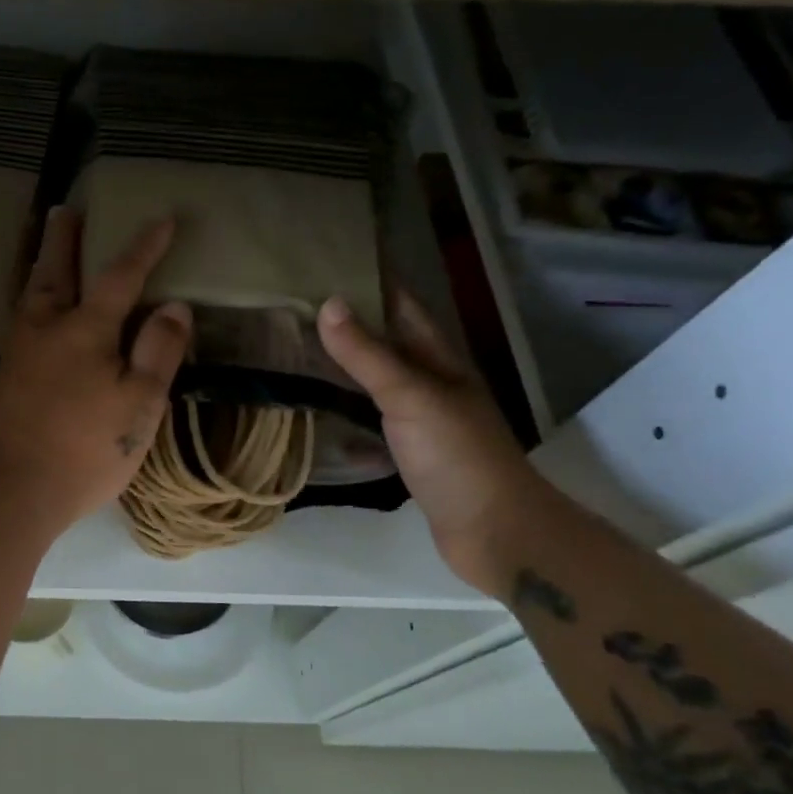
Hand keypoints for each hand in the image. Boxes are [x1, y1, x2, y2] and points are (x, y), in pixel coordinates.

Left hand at [0, 207, 192, 534]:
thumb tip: (175, 305)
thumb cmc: (84, 448)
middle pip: (55, 271)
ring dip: (42, 265)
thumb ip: (158, 351)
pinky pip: (20, 322)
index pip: (121, 277)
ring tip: (47, 250)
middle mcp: (46, 329)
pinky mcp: (1, 379)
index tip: (162, 220)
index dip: (144, 248)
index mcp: (86, 330)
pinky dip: (31, 302)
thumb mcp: (139, 404)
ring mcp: (17, 353)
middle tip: (65, 210)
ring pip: (31, 295)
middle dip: (64, 239)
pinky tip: (34, 315)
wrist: (7, 490)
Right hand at [318, 290, 545, 592]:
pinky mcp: (410, 455)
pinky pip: (371, 422)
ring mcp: (422, 421)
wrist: (496, 533)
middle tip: (296, 305)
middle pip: (388, 343)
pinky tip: (318, 414)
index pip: (404, 307)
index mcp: (439, 361)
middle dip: (350, 322)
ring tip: (296, 350)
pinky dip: (345, 414)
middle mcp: (432, 384)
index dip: (374, 281)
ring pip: (377, 382)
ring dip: (345, 367)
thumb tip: (328, 303)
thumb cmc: (458, 455)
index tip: (331, 261)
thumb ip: (368, 354)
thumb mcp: (410, 397)